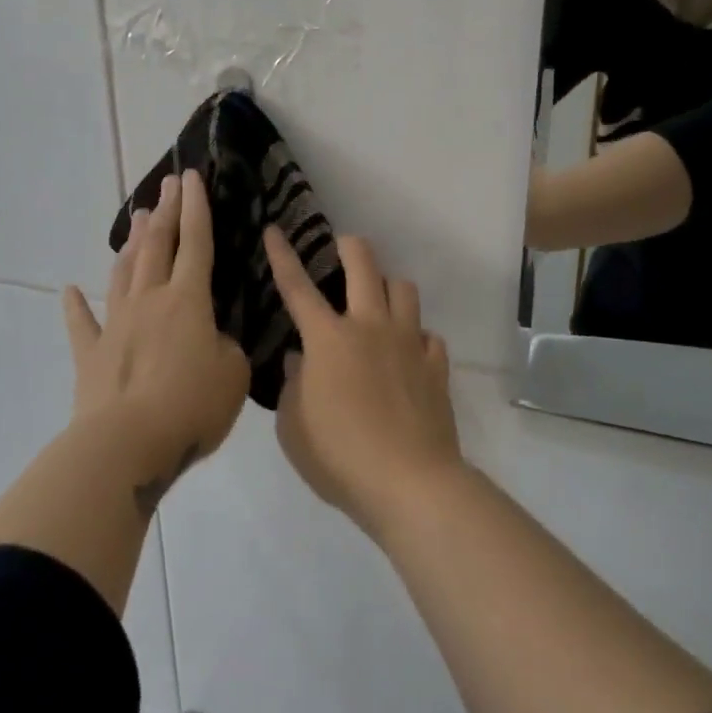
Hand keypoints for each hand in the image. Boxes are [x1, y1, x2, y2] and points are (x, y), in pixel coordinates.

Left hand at [63, 171, 250, 511]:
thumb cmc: (190, 406)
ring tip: (138, 218)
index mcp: (188, 300)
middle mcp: (149, 301)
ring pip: (124, 274)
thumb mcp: (233, 375)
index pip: (196, 243)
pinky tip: (69, 290)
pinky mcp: (92, 356)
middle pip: (158, 247)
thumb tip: (211, 342)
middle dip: (165, 212)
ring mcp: (116, 326)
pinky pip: (82, 325)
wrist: (127, 446)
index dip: (196, 208)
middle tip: (167, 184)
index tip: (191, 177)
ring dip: (132, 244)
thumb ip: (226, 348)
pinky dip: (75, 306)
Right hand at [263, 227, 460, 535]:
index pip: (297, 287)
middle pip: (364, 265)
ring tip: (379, 301)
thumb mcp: (293, 427)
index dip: (283, 256)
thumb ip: (293, 386)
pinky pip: (429, 335)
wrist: (409, 482)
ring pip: (404, 289)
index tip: (275, 230)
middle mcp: (370, 327)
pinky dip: (417, 337)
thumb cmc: (339, 457)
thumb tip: (301, 361)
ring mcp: (409, 343)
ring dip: (388, 286)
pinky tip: (410, 353)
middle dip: (351, 246)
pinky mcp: (436, 366)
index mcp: (328, 339)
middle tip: (343, 247)